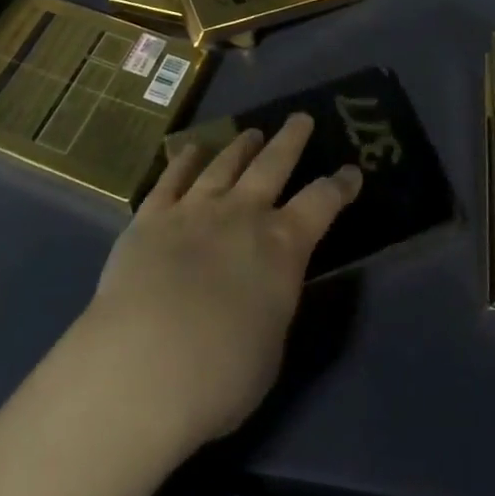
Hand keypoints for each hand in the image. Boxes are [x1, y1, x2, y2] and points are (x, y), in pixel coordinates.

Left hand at [80, 113, 362, 453]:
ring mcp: (194, 210)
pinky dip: (184, 161)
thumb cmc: (219, 377)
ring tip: (251, 133)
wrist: (143, 367)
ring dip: (241, 146)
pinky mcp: (152, 217)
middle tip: (301, 118)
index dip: (340, 186)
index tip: (351, 171)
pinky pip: (172, 178)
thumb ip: (274, 302)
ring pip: (224, 164)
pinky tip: (191, 150)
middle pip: (273, 164)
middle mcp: (242, 215)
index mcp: (281, 247)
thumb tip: (269, 284)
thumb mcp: (271, 348)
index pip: (322, 204)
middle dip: (291, 140)